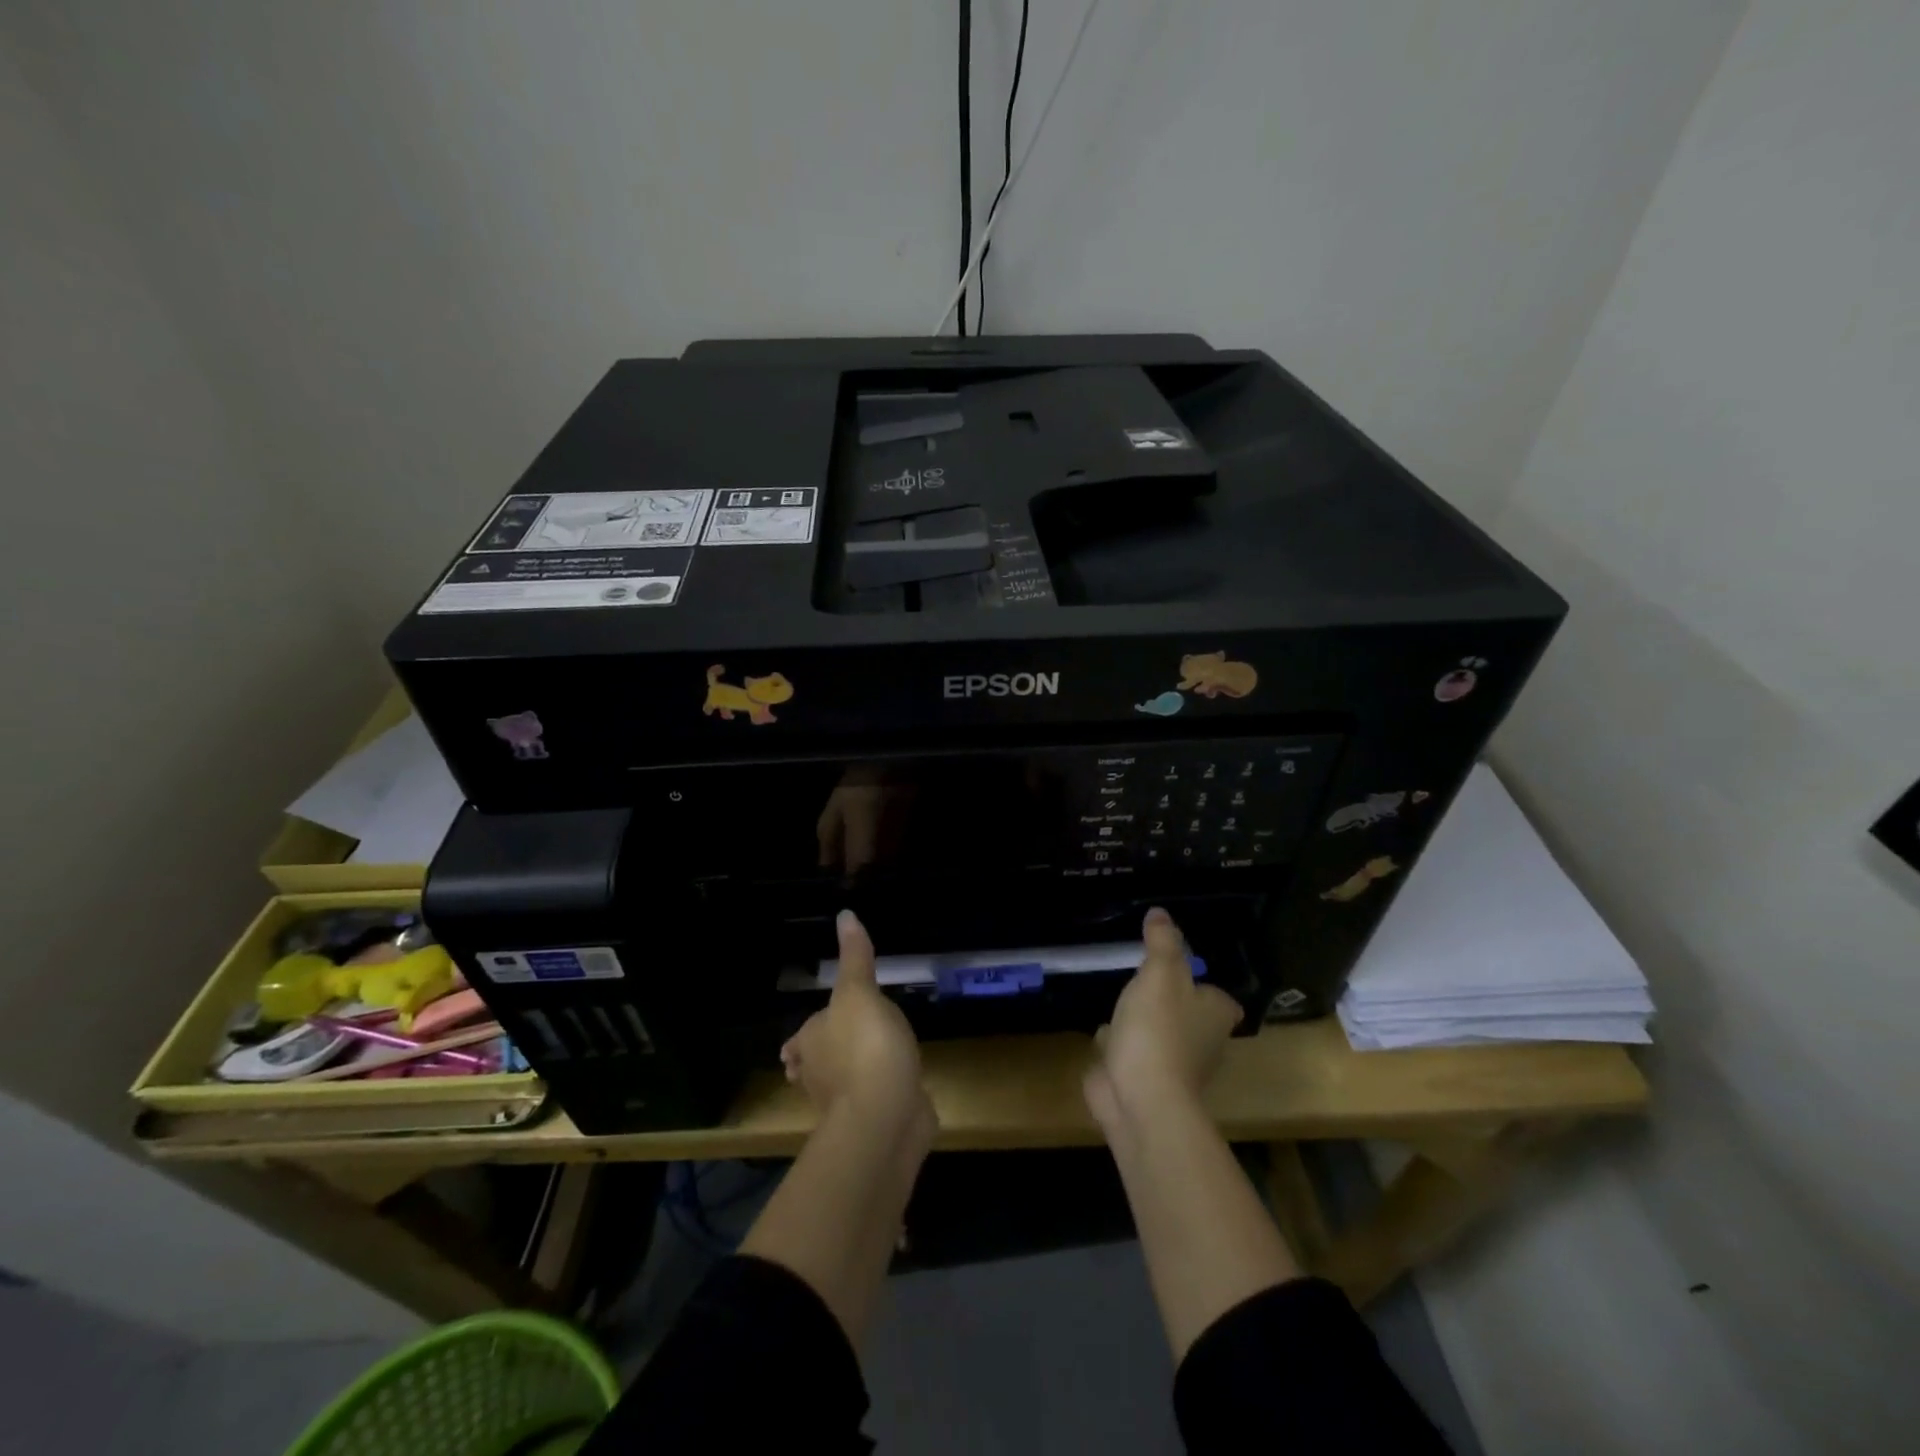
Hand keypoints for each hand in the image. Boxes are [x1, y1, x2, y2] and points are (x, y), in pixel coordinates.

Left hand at [782, 910, 932, 1133]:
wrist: (885, 1115)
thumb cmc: (865, 1046)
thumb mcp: (859, 992)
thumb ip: (855, 958)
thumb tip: (845, 914)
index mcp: (810, 1042)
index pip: (802, 1037)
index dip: (806, 1036)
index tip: (805, 1038)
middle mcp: (819, 1075)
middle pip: (819, 1063)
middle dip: (829, 1056)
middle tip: (846, 1043)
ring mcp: (846, 1103)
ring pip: (846, 1083)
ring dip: (855, 1074)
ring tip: (873, 1059)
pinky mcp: (874, 1121)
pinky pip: (875, 1100)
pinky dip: (881, 1092)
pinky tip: (898, 1084)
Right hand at [1084, 907, 1243, 1127]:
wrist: (1139, 1099)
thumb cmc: (1158, 1030)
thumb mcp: (1160, 973)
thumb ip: (1161, 942)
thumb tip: (1160, 913)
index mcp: (1214, 1016)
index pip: (1220, 999)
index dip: (1204, 986)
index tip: (1183, 972)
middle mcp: (1202, 1043)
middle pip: (1189, 1017)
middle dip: (1168, 1002)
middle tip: (1145, 980)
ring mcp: (1172, 1067)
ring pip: (1158, 1036)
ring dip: (1141, 1023)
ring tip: (1122, 1000)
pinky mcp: (1143, 1083)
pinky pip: (1132, 1055)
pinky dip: (1120, 1045)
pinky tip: (1104, 1033)